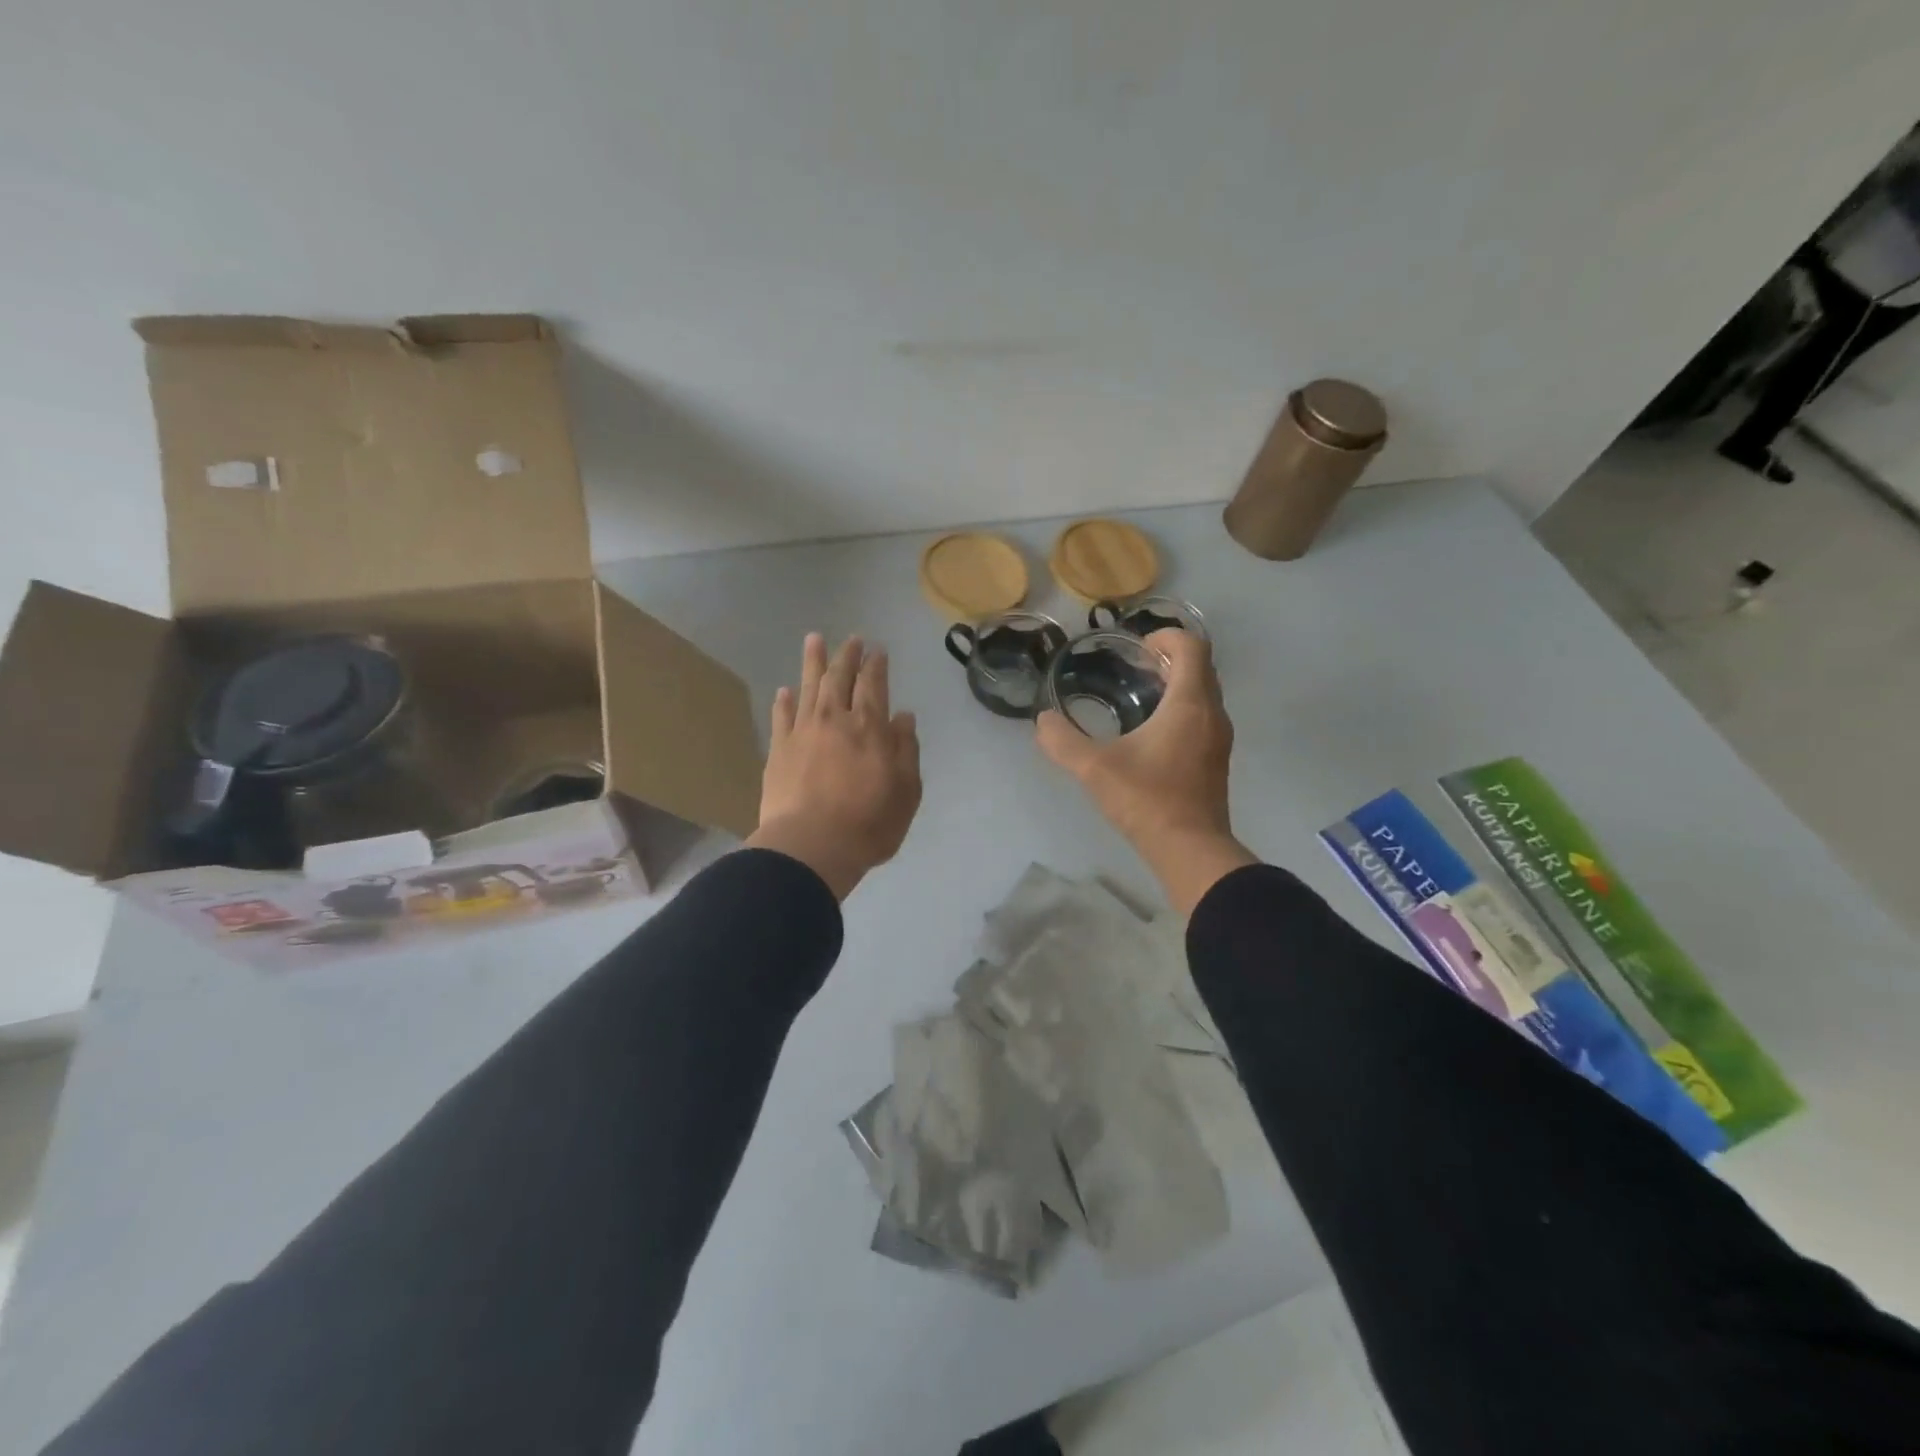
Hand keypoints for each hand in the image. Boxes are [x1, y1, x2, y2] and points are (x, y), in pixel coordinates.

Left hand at [747, 633, 922, 899]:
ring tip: (814, 639)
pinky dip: (785, 701)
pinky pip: (782, 717)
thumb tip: (903, 716)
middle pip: (840, 678)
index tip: (878, 650)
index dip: (876, 665)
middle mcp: (835, 720)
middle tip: (852, 639)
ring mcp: (803, 733)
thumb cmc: (869, 823)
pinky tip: (785, 690)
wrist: (810, 847)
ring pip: (809, 687)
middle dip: (847, 656)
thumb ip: (906, 749)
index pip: (874, 685)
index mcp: (870, 727)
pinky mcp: (778, 751)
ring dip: (813, 662)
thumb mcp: (906, 791)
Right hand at [1036, 629, 1255, 913]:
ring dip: (1177, 684)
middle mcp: (1212, 714)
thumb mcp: (1094, 769)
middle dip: (1169, 658)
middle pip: (1201, 667)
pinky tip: (1151, 732)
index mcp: (1189, 704)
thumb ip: (1063, 742)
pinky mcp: (1216, 760)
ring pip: (1204, 693)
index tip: (1136, 648)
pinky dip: (1182, 708)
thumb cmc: (1147, 800)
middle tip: (1133, 667)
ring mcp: (1219, 738)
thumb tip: (1042, 721)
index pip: (1192, 647)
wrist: (1190, 850)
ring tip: (1139, 695)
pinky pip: (1203, 716)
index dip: (1166, 637)